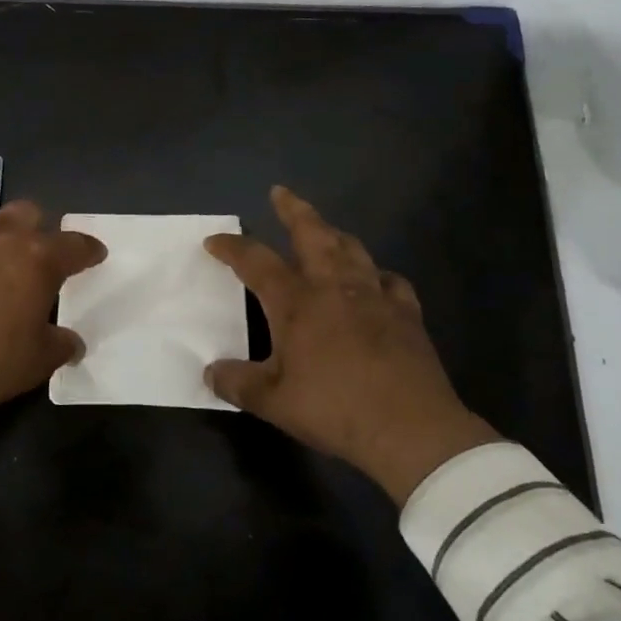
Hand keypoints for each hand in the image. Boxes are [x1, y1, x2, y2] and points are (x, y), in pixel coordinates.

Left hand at [0, 200, 106, 435]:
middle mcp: (0, 234)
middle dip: (36, 231)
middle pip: (28, 213)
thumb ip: (62, 343)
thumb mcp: (38, 362)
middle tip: (32, 259)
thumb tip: (71, 341)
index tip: (93, 256)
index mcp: (38, 259)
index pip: (76, 244)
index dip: (88, 250)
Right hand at [203, 186, 499, 502]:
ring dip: (333, 233)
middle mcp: (334, 287)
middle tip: (281, 193)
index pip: (256, 261)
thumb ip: (237, 384)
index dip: (232, 247)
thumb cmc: (334, 408)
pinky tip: (376, 281)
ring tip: (324, 229)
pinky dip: (377, 274)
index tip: (214, 241)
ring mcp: (374, 296)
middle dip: (293, 210)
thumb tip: (210, 372)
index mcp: (296, 302)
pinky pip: (390, 281)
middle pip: (312, 233)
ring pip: (352, 248)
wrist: (410, 428)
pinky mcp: (407, 313)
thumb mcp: (273, 402)